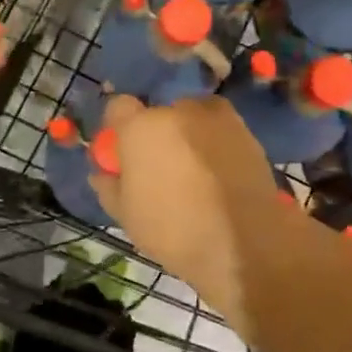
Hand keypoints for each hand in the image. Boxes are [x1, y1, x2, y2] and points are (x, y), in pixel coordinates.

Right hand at [89, 94, 287, 339]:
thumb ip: (108, 186)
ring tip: (193, 171)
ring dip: (188, 135)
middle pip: (158, 112)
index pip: (118, 106)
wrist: (248, 245)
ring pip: (191, 118)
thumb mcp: (127, 216)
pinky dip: (215, 144)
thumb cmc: (175, 230)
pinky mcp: (247, 131)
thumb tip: (102, 172)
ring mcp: (217, 117)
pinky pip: (219, 130)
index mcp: (141, 127)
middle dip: (155, 132)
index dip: (118, 127)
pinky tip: (217, 175)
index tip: (121, 151)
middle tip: (159, 166)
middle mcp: (178, 110)